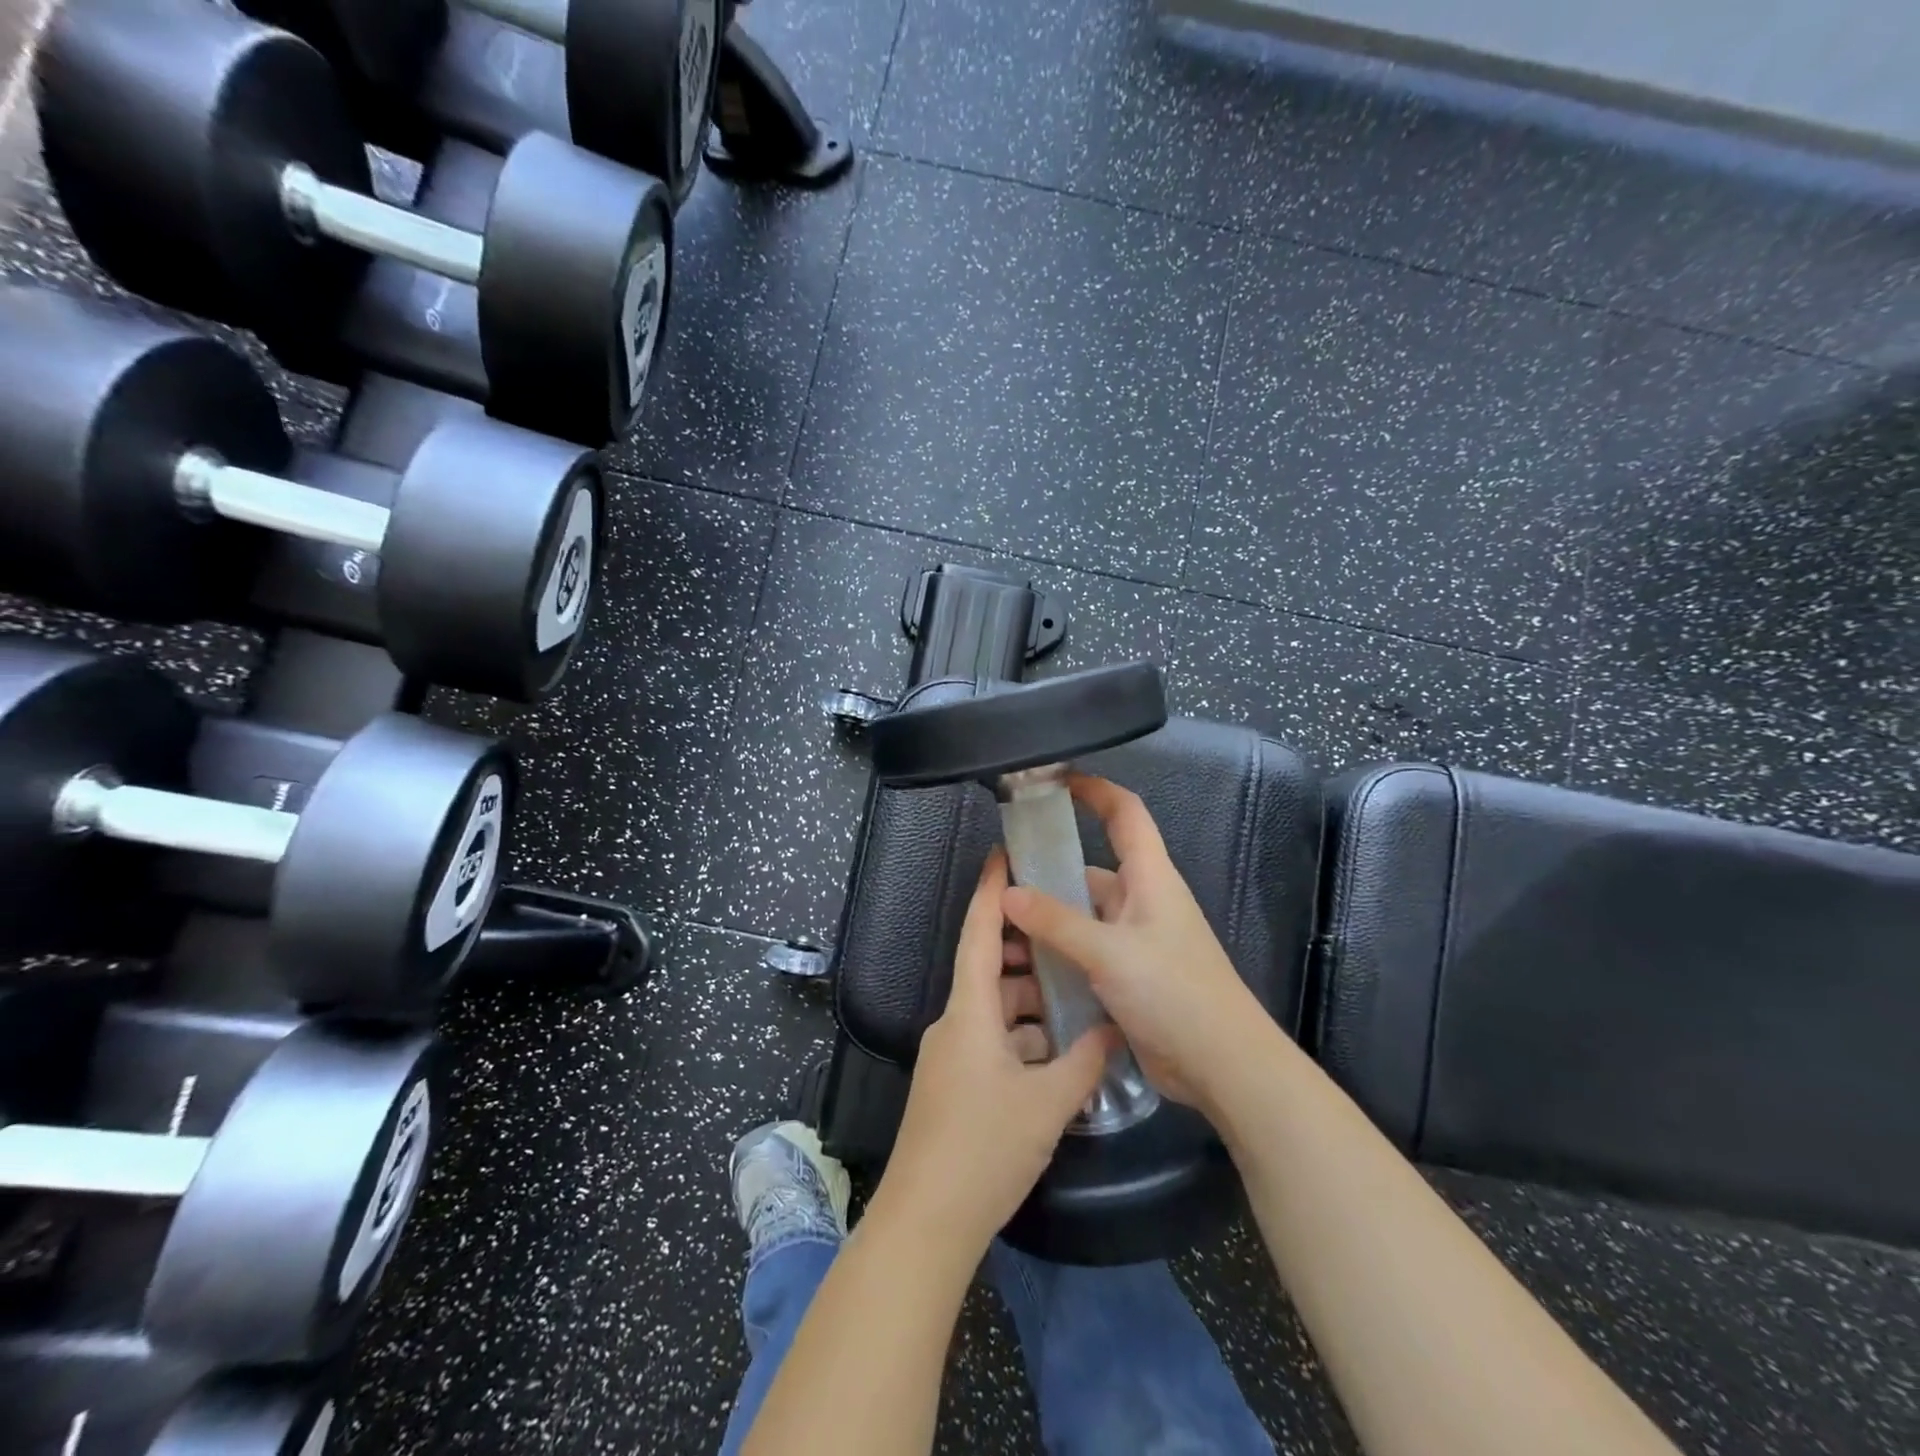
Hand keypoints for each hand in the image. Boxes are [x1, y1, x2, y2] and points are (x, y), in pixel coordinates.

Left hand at [879, 850, 1117, 1251]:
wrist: (925, 1222)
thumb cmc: (984, 1149)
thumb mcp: (1046, 1104)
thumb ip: (1085, 1062)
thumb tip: (1113, 1030)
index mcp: (969, 1011)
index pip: (979, 934)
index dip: (991, 892)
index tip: (1004, 855)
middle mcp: (955, 1023)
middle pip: (992, 970)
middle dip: (1030, 953)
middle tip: (1072, 936)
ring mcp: (952, 1056)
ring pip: (996, 1010)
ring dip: (1032, 1003)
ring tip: (1078, 998)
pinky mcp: (955, 1085)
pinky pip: (993, 1042)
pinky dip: (1023, 1038)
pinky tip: (1058, 1054)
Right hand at [1001, 775, 1265, 1114]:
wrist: (1223, 1066)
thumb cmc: (1175, 993)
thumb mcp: (1110, 953)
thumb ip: (1057, 922)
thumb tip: (1007, 893)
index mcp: (1151, 878)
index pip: (1125, 813)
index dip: (1094, 789)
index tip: (1054, 779)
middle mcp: (1143, 901)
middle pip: (1093, 869)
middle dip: (1051, 870)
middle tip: (1001, 876)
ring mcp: (1136, 939)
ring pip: (1085, 914)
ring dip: (1051, 918)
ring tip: (1002, 925)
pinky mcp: (1130, 974)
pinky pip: (1087, 949)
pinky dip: (1060, 951)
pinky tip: (1027, 964)